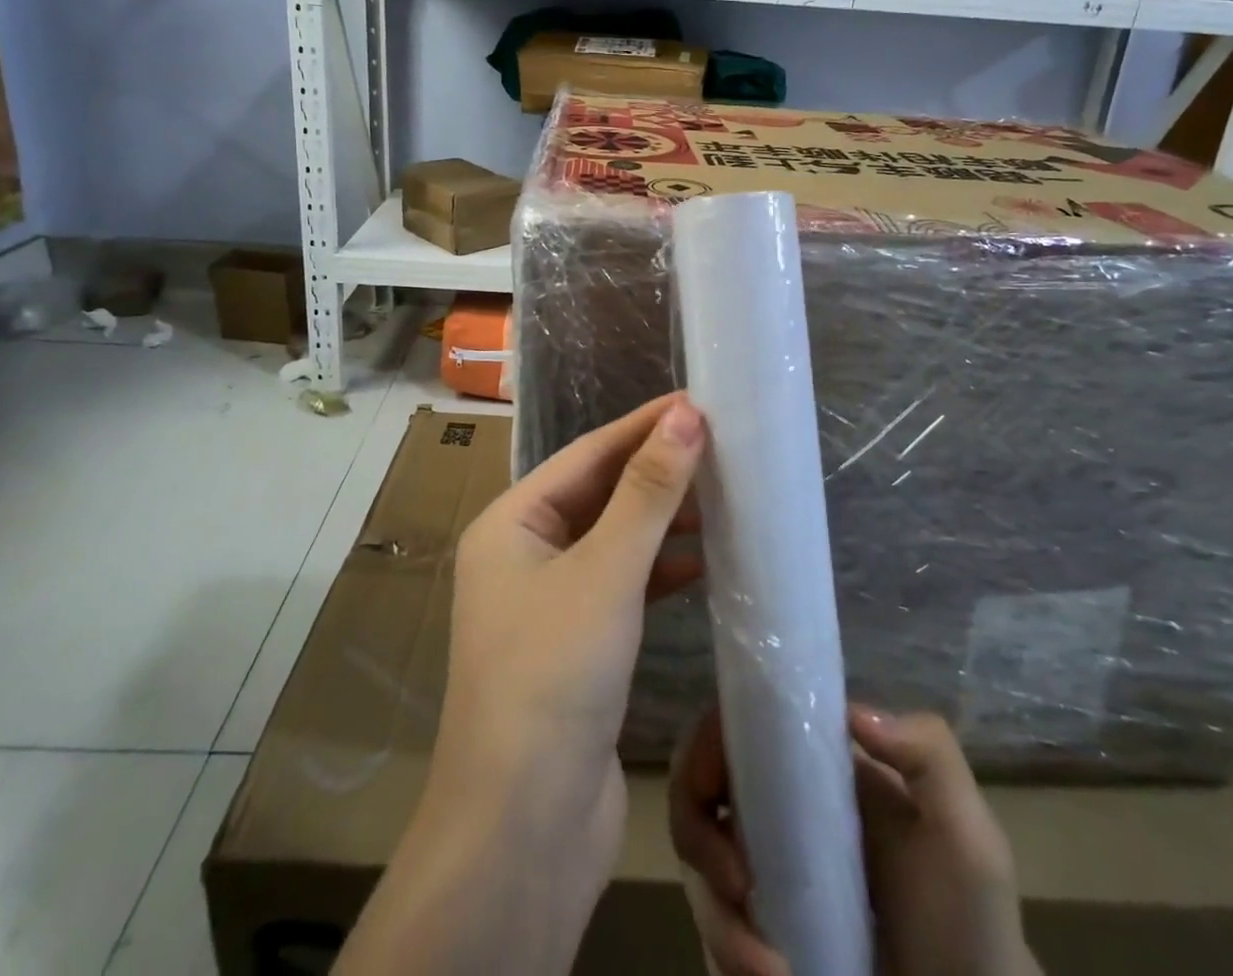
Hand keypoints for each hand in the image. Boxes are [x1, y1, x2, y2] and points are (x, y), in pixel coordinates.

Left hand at [339, 394, 706, 975]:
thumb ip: (648, 493)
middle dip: (656, 470)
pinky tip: (702, 562)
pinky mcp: (576, 646)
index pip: (587, 455)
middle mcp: (523, 555)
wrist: (523, 831)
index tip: (698, 402)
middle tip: (720, 444)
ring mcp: (548, 603)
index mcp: (510, 524)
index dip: (643, 426)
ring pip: (613, 540)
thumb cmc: (553, 676)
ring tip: (722, 495)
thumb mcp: (605, 572)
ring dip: (662, 520)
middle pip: (599, 494)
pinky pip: (621, 586)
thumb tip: (686, 416)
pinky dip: (659, 570)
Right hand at [670, 705, 1039, 975]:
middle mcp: (773, 811)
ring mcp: (760, 877)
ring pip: (695, 869)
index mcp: (809, 770)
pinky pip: (709, 933)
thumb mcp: (968, 834)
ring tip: (771, 971)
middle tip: (734, 887)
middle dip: (695, 837)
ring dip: (719, 920)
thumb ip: (930, 754)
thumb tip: (851, 712)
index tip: (713, 794)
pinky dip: (726, 956)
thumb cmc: (969, 923)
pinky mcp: (752, 937)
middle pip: (694, 792)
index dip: (706, 749)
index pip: (733, 729)